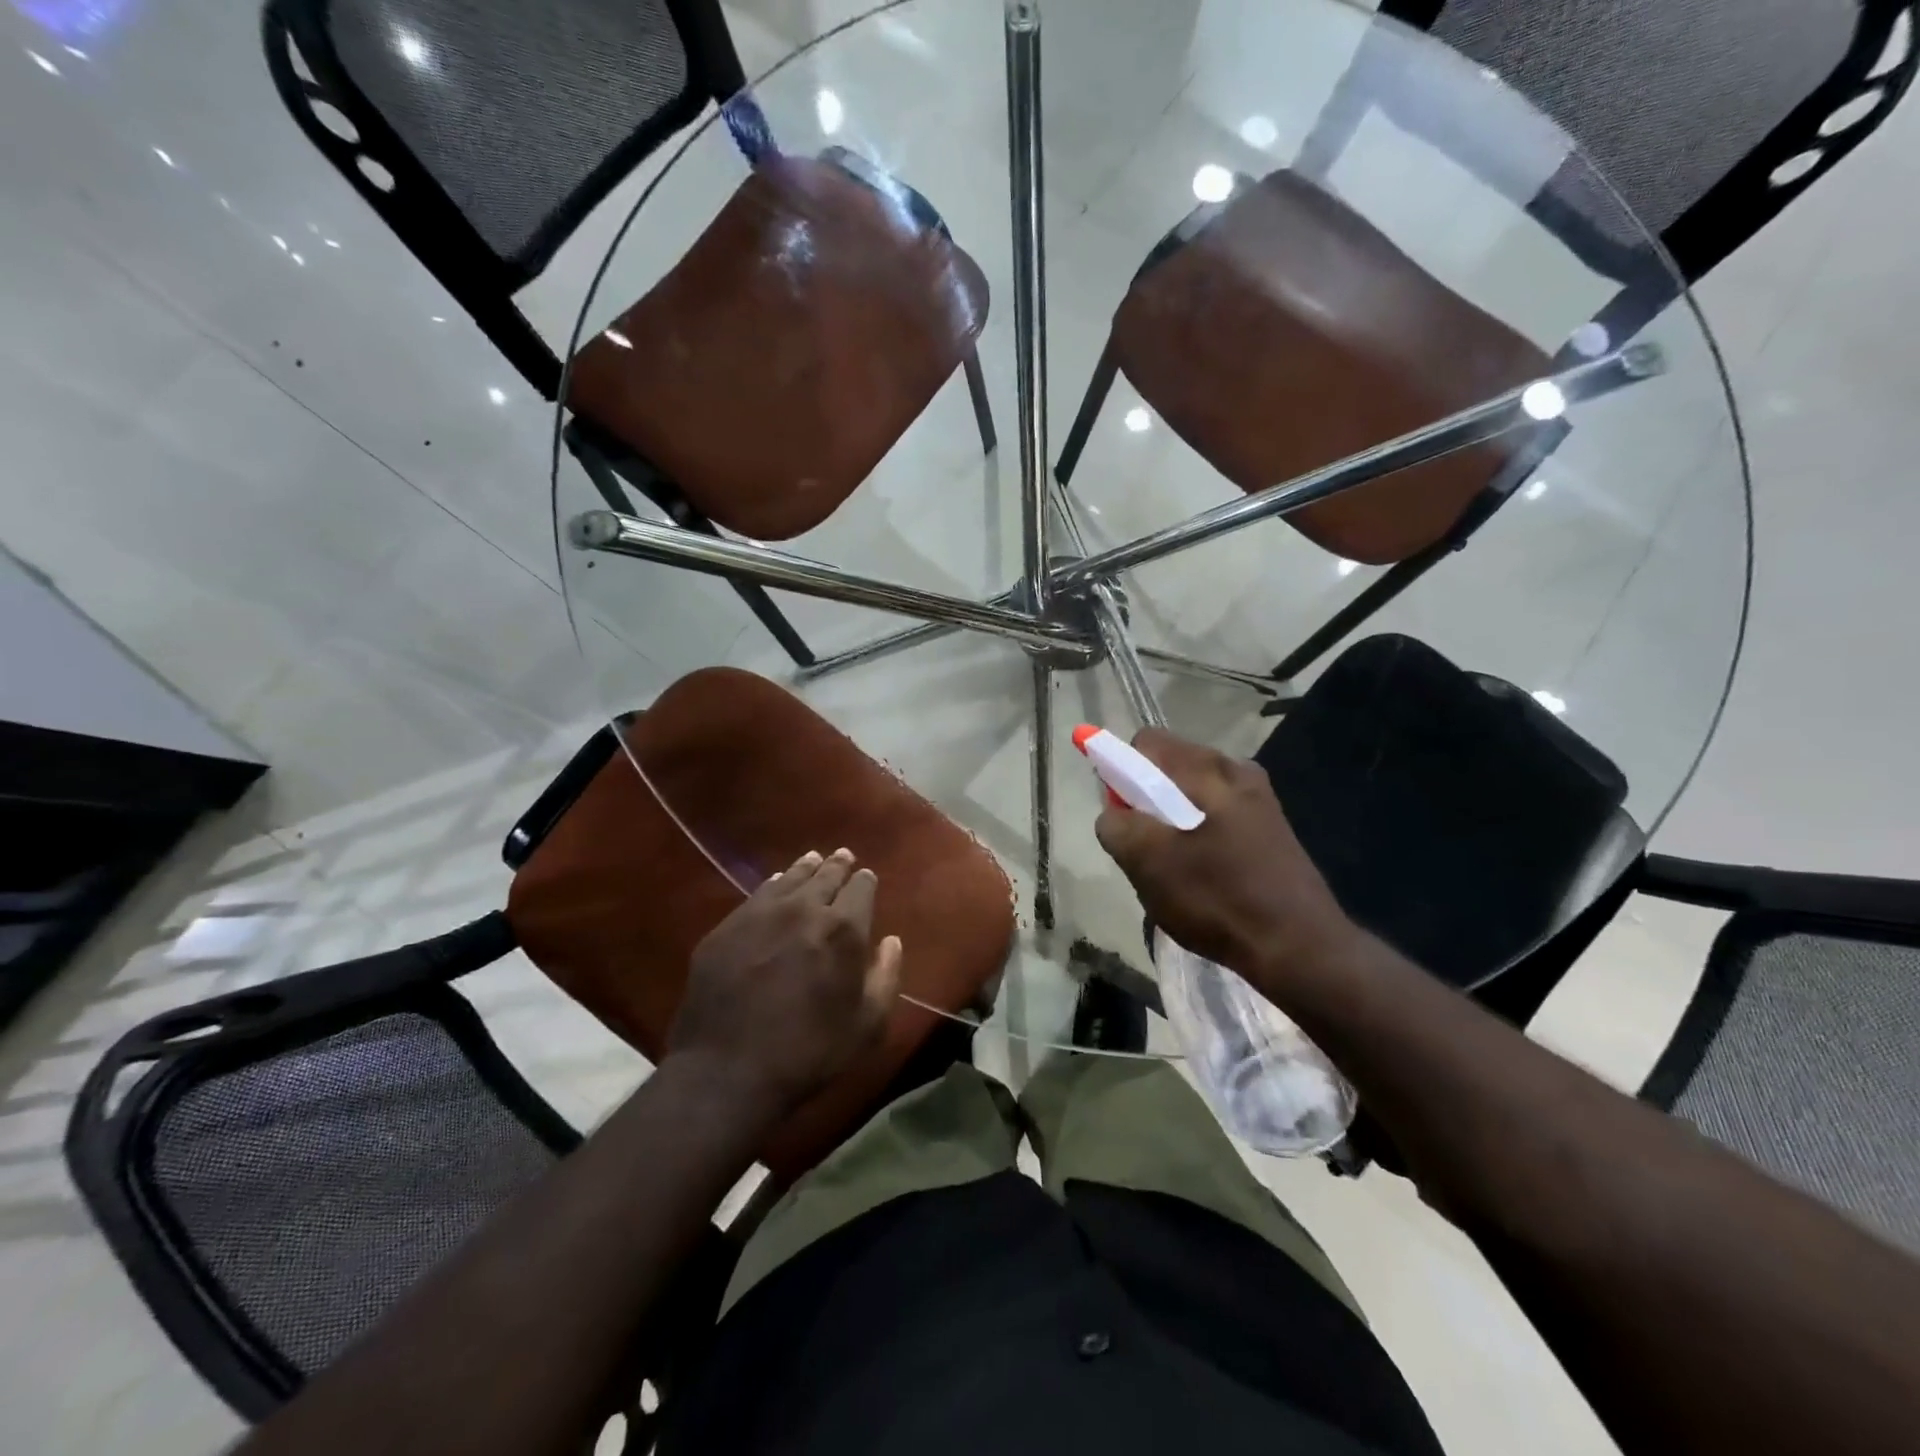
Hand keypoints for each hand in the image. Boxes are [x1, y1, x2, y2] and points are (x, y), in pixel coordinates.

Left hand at [669, 848, 901, 1118]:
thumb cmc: (808, 1052)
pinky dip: (774, 885)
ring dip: (806, 868)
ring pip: (790, 877)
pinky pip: (757, 894)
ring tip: (813, 859)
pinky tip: (776, 885)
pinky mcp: (727, 927)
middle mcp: (804, 908)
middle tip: (843, 856)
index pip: (861, 888)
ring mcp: (761, 913)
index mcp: (843, 929)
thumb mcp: (866, 1026)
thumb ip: (885, 977)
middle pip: (826, 875)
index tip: (867, 878)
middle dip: (838, 865)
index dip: (866, 881)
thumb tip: (892, 942)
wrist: (726, 1071)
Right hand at [1093, 729, 1357, 996]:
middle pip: (1169, 768)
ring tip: (1173, 870)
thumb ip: (1117, 827)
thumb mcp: (1149, 863)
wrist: (1301, 949)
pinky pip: (1215, 818)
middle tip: (1145, 849)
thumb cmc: (1219, 899)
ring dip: (1170, 824)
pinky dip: (1197, 838)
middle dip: (1145, 801)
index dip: (1120, 771)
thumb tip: (1114, 815)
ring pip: (1191, 796)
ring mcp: (1258, 800)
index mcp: (1208, 768)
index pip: (1145, 743)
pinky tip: (1203, 879)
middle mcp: (1237, 770)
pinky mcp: (1269, 829)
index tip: (1122, 815)